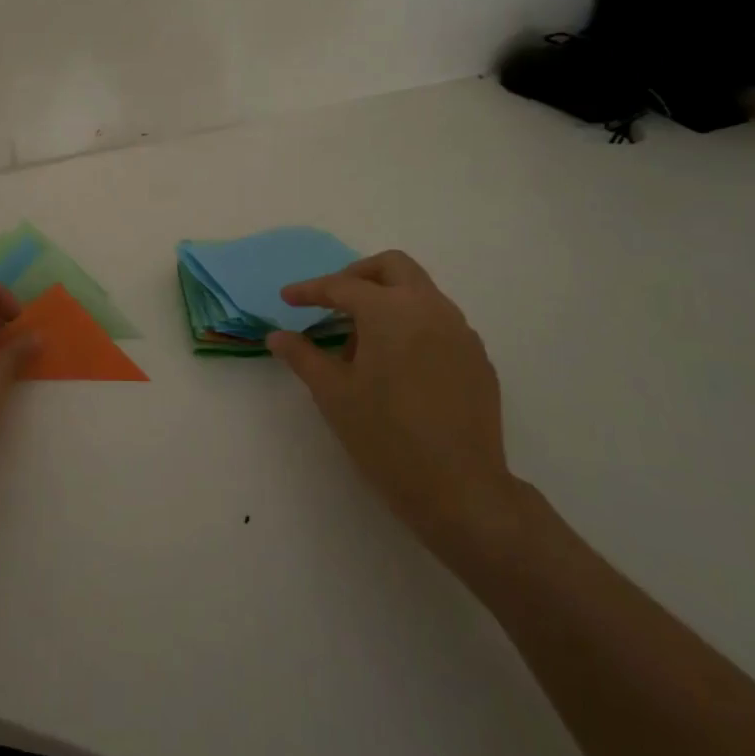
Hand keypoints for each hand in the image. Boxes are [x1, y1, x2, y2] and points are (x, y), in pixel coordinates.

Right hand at [267, 250, 519, 557]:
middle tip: (332, 303)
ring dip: (386, 301)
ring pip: (419, 293)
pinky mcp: (477, 358)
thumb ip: (303, 356)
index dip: (310, 291)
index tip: (288, 299)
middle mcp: (430, 308)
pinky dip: (412, 326)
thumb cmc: (385, 435)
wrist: (459, 488)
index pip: (342, 286)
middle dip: (357, 276)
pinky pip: (439, 323)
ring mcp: (460, 332)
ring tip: (361, 344)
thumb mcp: (333, 393)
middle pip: (392, 267)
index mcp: (390, 310)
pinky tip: (397, 366)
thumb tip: (277, 336)